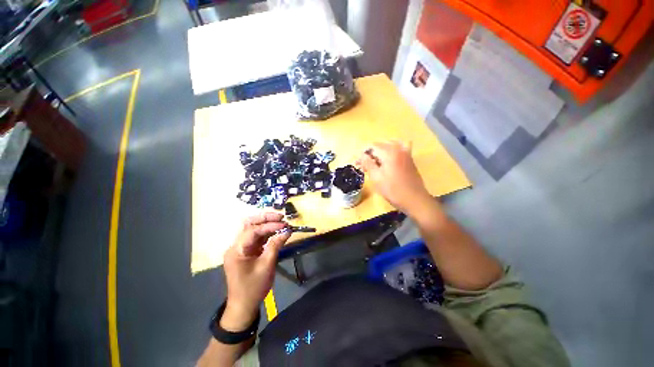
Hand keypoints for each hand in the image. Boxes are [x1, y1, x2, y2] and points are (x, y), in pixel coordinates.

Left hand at [221, 212, 290, 330]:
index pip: (253, 230)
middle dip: (265, 218)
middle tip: (280, 217)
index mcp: (237, 249)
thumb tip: (287, 231)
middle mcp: (236, 245)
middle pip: (249, 224)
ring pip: (253, 228)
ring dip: (266, 224)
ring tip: (281, 222)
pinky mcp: (247, 251)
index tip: (284, 224)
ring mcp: (241, 248)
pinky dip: (267, 232)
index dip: (270, 225)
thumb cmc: (253, 287)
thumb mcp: (267, 266)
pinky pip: (257, 237)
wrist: (243, 306)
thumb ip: (276, 245)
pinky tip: (277, 231)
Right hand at [357, 141, 430, 213]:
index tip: (357, 164)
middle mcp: (398, 148)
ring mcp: (406, 152)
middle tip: (364, 166)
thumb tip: (361, 155)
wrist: (414, 199)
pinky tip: (389, 158)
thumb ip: (368, 163)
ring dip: (380, 152)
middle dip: (370, 153)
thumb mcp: (376, 178)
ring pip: (389, 145)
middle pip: (380, 145)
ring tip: (375, 162)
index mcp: (389, 152)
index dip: (363, 154)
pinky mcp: (410, 158)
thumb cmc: (393, 190)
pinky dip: (392, 150)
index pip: (372, 147)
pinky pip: (400, 147)